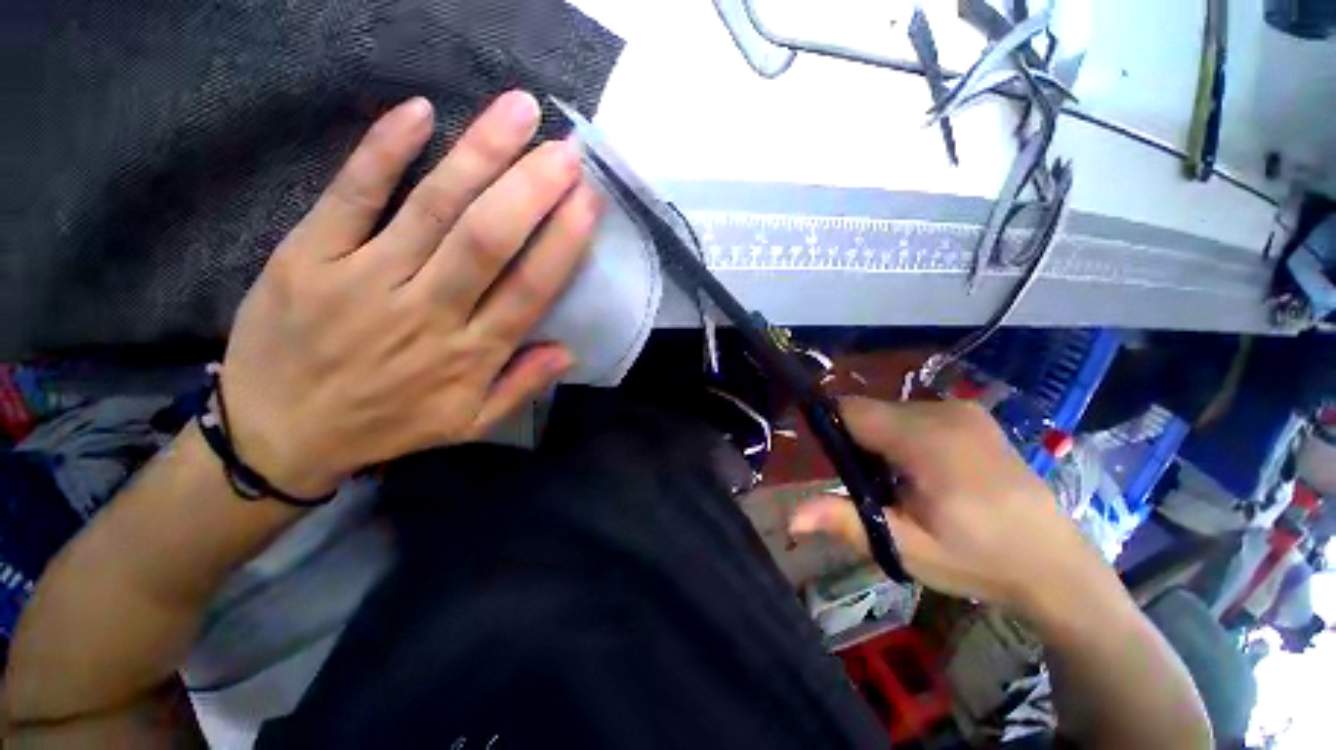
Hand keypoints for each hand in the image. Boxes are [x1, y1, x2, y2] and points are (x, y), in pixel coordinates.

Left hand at [219, 91, 601, 497]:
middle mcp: (425, 312)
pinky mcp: (307, 256)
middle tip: (565, 148)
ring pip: (432, 207)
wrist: (278, 434)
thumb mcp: (467, 425)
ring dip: (480, 154)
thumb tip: (568, 352)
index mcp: (468, 355)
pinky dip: (383, 150)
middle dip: (532, 188)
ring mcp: (363, 278)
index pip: (528, 289)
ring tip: (518, 110)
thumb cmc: (386, 425)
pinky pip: (351, 194)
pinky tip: (418, 110)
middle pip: (486, 239)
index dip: (562, 242)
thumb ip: (520, 388)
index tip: (589, 201)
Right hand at [790, 397, 1108, 614]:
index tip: (838, 467)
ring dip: (880, 439)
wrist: (1056, 566)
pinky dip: (904, 435)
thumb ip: (845, 522)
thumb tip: (789, 517)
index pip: (851, 410)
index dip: (832, 431)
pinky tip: (925, 471)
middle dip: (858, 441)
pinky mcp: (974, 415)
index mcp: (927, 440)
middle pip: (870, 410)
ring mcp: (964, 410)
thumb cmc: (977, 560)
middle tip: (874, 487)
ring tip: (901, 483)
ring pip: (891, 411)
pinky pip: (916, 414)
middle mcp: (945, 412)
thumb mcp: (906, 548)